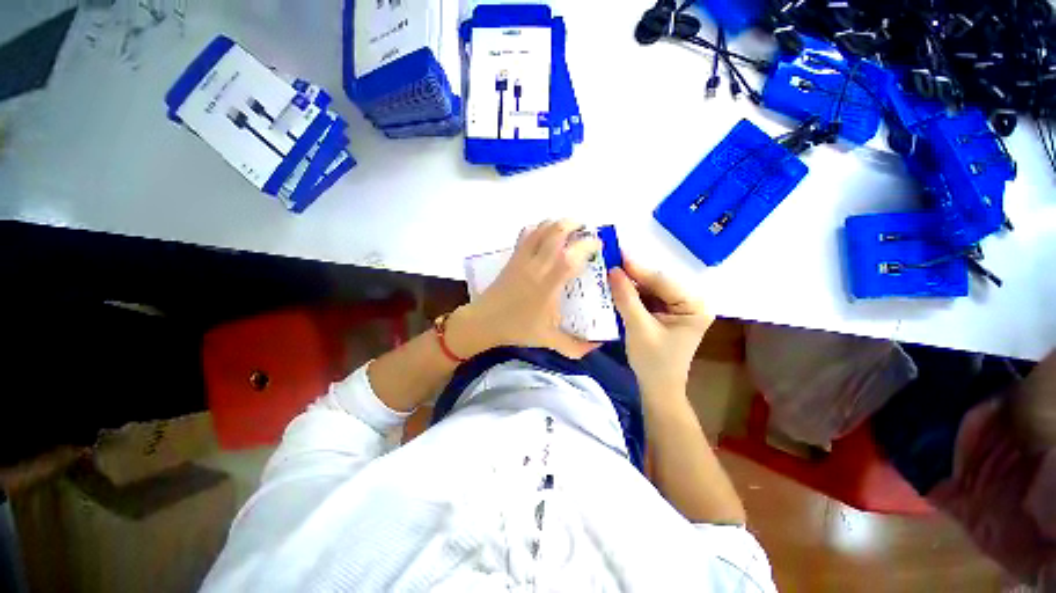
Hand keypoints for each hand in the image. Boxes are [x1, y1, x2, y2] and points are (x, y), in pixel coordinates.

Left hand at [446, 220, 601, 358]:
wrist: (484, 321)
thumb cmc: (518, 330)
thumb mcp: (550, 341)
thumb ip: (576, 347)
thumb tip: (597, 346)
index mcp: (548, 285)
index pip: (571, 257)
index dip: (587, 245)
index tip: (598, 245)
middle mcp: (536, 266)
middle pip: (556, 232)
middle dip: (575, 225)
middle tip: (586, 232)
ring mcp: (522, 258)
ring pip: (541, 228)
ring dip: (559, 223)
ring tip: (570, 230)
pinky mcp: (513, 256)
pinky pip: (527, 233)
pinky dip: (540, 228)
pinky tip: (547, 235)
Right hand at [608, 257, 712, 397]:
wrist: (657, 387)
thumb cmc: (653, 362)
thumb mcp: (639, 328)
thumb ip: (627, 298)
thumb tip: (613, 270)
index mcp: (694, 306)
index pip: (663, 281)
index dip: (638, 269)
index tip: (616, 255)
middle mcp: (690, 302)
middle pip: (657, 282)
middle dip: (632, 275)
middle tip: (609, 262)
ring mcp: (678, 307)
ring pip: (650, 288)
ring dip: (630, 283)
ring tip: (609, 272)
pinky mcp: (666, 312)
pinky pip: (647, 297)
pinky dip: (631, 293)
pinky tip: (616, 287)